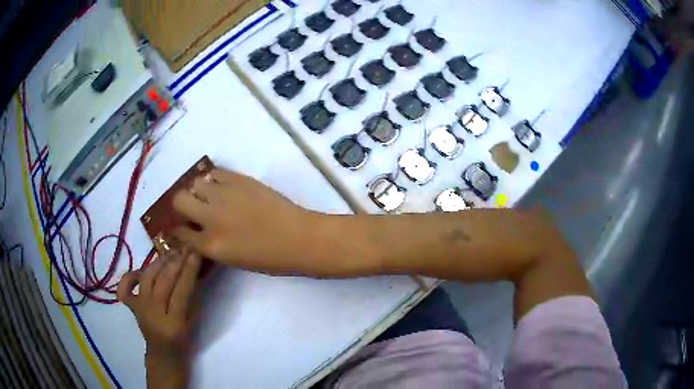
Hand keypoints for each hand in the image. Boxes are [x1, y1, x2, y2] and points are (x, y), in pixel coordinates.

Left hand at [118, 251, 200, 388]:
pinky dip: (129, 276)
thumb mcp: (194, 323)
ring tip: (169, 253)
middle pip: (162, 282)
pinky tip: (139, 271)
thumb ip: (192, 299)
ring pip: (147, 278)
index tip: (195, 252)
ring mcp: (140, 308)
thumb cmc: (183, 340)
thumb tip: (193, 273)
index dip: (188, 271)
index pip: (181, 291)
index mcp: (174, 322)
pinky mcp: (132, 306)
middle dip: (175, 262)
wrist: (163, 353)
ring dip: (158, 263)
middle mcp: (153, 313)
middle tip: (185, 248)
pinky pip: (125, 288)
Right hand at [171, 169, 320, 274]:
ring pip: (195, 183)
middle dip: (182, 205)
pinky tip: (224, 187)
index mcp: (210, 245)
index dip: (179, 229)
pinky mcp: (239, 179)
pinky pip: (216, 172)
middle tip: (194, 208)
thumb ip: (209, 245)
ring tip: (211, 196)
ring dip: (199, 190)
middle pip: (179, 200)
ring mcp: (224, 195)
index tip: (182, 226)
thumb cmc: (269, 258)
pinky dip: (215, 179)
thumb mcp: (232, 259)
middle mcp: (210, 218)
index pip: (180, 233)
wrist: (298, 238)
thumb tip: (196, 230)